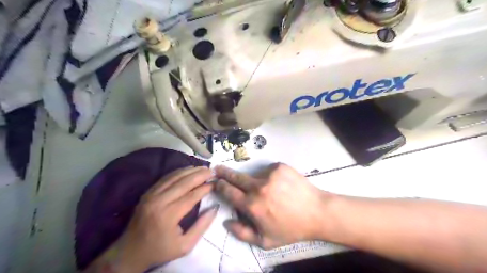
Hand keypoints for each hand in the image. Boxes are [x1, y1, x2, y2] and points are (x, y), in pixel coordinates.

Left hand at [115, 168, 217, 271]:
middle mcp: (159, 201)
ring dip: (191, 170)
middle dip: (200, 174)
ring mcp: (151, 195)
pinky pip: (166, 178)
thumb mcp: (185, 246)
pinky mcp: (148, 192)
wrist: (130, 252)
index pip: (192, 195)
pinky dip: (179, 172)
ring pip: (175, 177)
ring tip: (203, 167)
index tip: (216, 183)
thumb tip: (214, 208)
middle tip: (213, 170)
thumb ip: (201, 226)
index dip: (206, 188)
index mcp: (169, 215)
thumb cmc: (160, 250)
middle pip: (184, 182)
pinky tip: (188, 170)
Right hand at [213, 163, 330, 250]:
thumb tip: (226, 221)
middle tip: (218, 168)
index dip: (220, 186)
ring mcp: (270, 174)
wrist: (317, 212)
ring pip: (255, 175)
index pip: (229, 191)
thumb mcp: (265, 241)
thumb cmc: (290, 229)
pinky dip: (270, 176)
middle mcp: (258, 187)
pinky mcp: (280, 166)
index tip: (216, 181)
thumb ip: (242, 233)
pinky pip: (268, 170)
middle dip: (224, 173)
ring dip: (256, 181)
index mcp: (252, 205)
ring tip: (271, 191)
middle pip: (235, 177)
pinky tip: (280, 185)